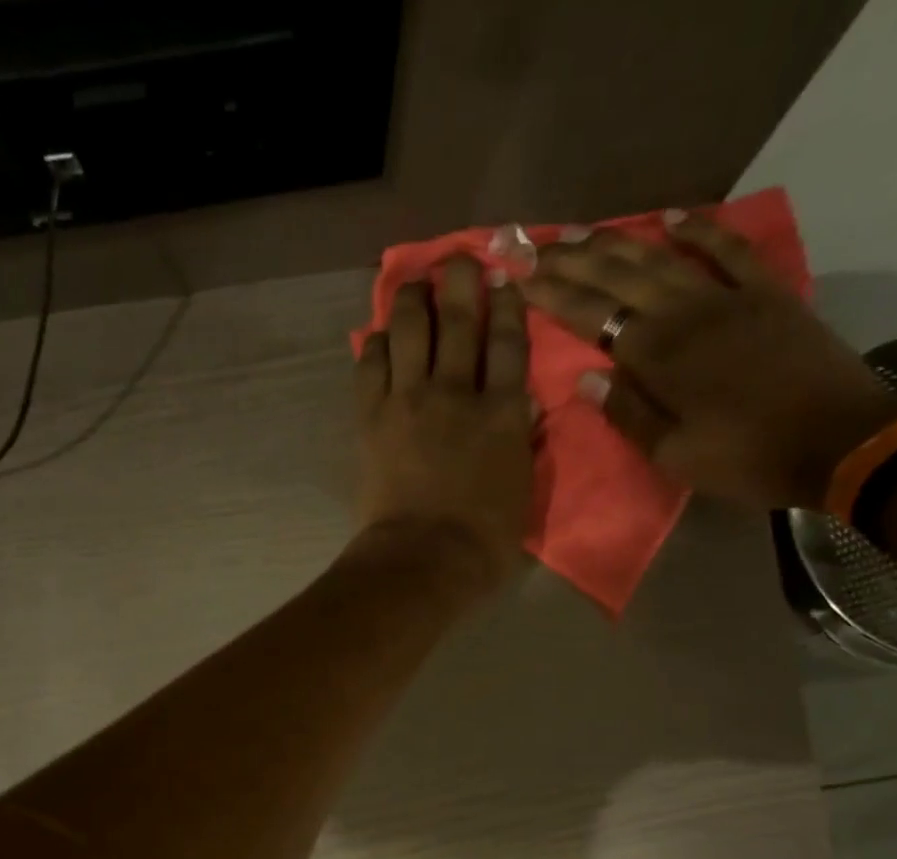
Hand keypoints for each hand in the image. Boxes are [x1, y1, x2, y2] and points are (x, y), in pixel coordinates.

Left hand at [354, 255, 535, 591]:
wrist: (422, 559)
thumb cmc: (482, 542)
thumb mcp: (522, 494)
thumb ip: (523, 446)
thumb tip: (525, 411)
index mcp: (503, 414)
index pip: (510, 344)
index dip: (508, 307)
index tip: (504, 282)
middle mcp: (458, 393)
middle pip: (460, 320)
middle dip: (460, 281)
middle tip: (457, 260)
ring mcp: (411, 401)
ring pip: (411, 329)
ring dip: (412, 298)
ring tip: (413, 285)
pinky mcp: (372, 417)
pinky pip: (371, 364)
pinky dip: (376, 343)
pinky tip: (379, 335)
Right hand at [525, 213, 896, 511]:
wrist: (837, 441)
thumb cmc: (744, 458)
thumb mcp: (673, 454)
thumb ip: (628, 413)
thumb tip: (587, 377)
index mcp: (659, 357)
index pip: (593, 317)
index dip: (554, 297)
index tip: (522, 279)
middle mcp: (686, 314)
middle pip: (620, 278)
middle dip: (575, 262)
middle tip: (540, 248)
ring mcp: (729, 297)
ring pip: (663, 258)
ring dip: (620, 241)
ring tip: (584, 231)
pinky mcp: (767, 293)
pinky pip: (729, 250)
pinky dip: (701, 230)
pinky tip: (673, 216)